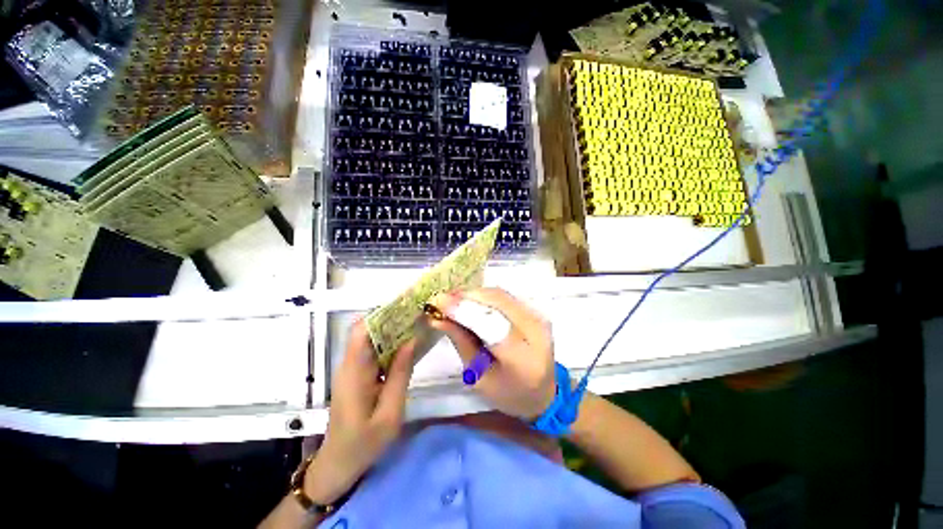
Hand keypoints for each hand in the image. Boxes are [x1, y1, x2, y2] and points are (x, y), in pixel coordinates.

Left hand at [304, 320, 416, 503]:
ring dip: (391, 328)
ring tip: (415, 323)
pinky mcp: (357, 375)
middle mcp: (350, 364)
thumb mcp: (390, 412)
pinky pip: (373, 351)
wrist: (339, 465)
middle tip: (416, 313)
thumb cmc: (364, 443)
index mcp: (355, 372)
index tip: (404, 306)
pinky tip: (407, 344)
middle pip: (366, 330)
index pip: (360, 331)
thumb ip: (400, 374)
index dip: (380, 314)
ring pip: (370, 338)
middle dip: (390, 317)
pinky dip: (389, 343)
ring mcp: (351, 369)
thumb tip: (411, 340)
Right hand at [428, 288, 555, 420]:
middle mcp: (535, 331)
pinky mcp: (536, 310)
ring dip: (474, 294)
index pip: (491, 326)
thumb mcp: (479, 377)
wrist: (544, 392)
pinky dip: (484, 296)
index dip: (464, 310)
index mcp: (523, 358)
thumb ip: (461, 344)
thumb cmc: (508, 393)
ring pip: (500, 295)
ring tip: (452, 299)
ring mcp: (538, 316)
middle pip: (497, 302)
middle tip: (442, 299)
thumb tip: (438, 319)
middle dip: (466, 297)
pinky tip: (470, 301)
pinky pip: (505, 296)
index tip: (438, 302)